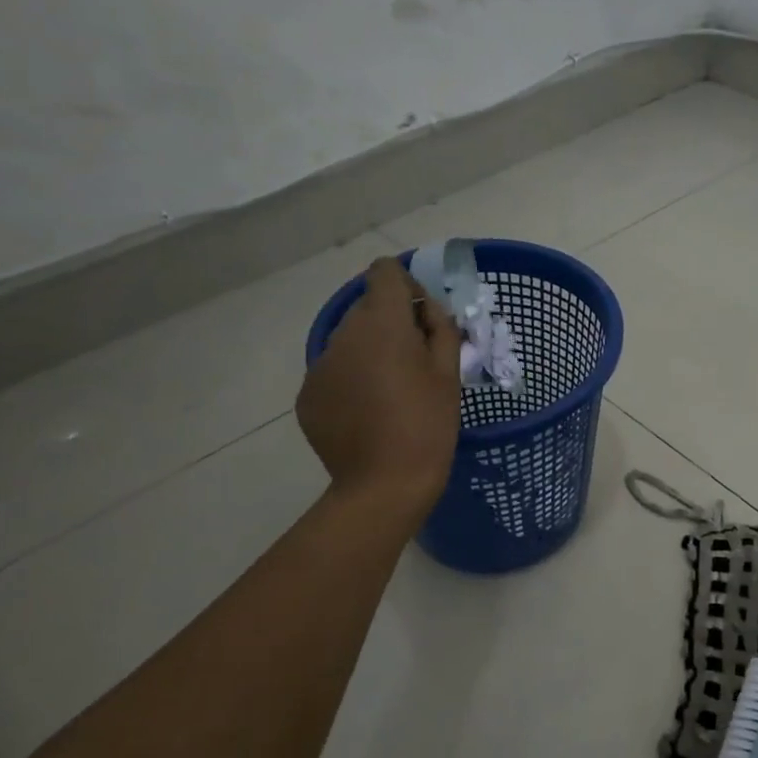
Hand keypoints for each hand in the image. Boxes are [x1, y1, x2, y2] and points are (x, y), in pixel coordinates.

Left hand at [296, 257, 461, 516]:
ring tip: (391, 392)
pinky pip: (334, 371)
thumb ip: (441, 329)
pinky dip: (352, 380)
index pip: (385, 272)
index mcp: (383, 324)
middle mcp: (344, 335)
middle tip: (415, 361)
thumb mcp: (449, 374)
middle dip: (391, 322)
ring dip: (370, 351)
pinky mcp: (308, 395)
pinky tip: (368, 412)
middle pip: (366, 307)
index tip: (422, 316)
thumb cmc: (428, 425)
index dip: (407, 284)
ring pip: (349, 340)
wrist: (384, 486)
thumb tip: (428, 310)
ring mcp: (320, 365)